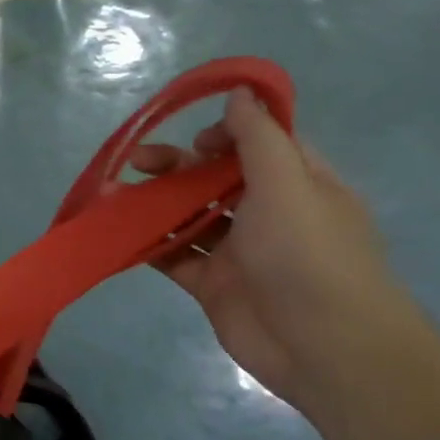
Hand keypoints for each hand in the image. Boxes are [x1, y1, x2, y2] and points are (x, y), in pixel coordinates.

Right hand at [135, 90, 433, 410]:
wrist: (322, 347)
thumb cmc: (308, 255)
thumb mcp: (287, 184)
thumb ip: (258, 137)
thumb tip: (240, 92)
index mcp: (298, 184)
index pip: (260, 144)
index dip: (226, 134)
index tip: (196, 140)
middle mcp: (268, 213)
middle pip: (214, 178)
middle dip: (176, 166)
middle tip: (138, 161)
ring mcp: (238, 251)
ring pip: (190, 215)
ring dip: (156, 202)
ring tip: (117, 195)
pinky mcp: (212, 284)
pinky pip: (175, 256)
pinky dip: (150, 244)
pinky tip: (120, 232)